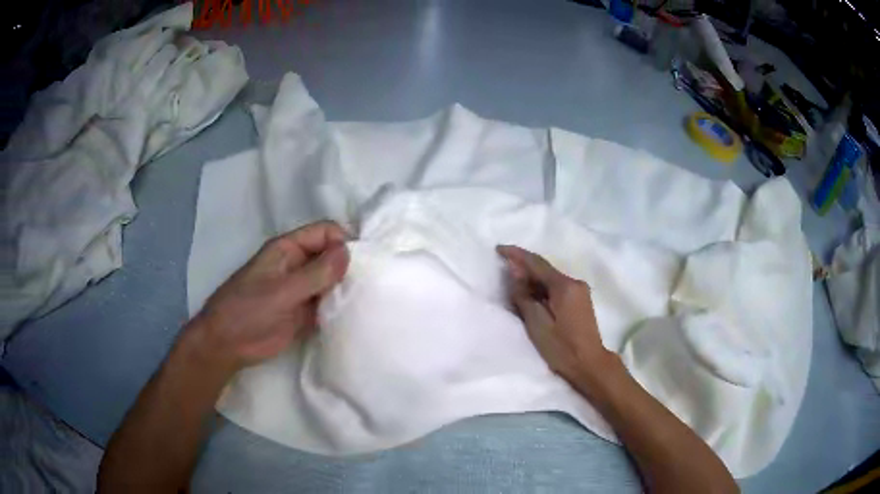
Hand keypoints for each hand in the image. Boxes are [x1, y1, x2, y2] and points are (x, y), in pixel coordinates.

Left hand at [186, 221, 349, 372]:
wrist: (228, 345)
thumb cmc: (248, 311)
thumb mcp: (282, 291)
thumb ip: (315, 274)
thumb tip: (348, 252)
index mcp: (288, 249)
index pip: (325, 232)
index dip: (343, 242)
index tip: (362, 264)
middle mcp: (297, 265)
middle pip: (331, 256)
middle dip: (349, 267)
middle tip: (369, 285)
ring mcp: (301, 289)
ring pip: (331, 280)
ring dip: (345, 288)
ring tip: (365, 301)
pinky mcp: (304, 312)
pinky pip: (327, 303)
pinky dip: (339, 307)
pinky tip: (353, 316)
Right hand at [497, 245, 612, 386]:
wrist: (589, 364)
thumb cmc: (562, 348)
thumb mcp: (537, 324)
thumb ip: (524, 296)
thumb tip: (514, 271)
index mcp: (564, 286)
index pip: (537, 263)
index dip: (516, 254)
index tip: (498, 249)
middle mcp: (574, 282)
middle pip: (545, 269)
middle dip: (523, 266)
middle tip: (502, 268)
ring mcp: (579, 291)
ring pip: (550, 278)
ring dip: (532, 278)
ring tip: (512, 282)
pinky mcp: (580, 300)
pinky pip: (556, 286)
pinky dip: (541, 287)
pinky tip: (530, 294)